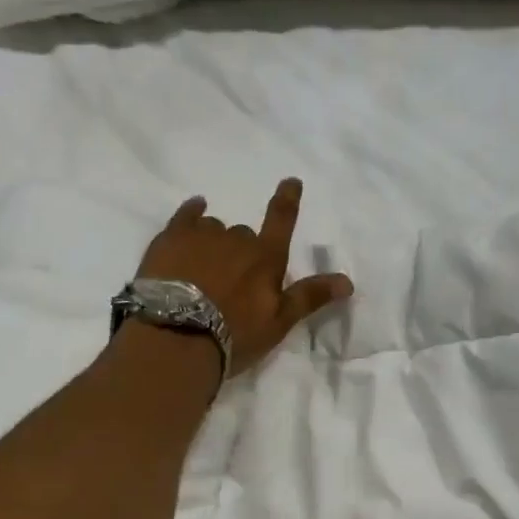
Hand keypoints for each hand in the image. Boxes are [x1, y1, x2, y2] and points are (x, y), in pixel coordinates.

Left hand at [136, 179, 353, 376]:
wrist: (176, 338)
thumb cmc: (234, 334)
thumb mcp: (278, 322)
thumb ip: (310, 297)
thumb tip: (348, 281)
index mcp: (266, 258)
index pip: (282, 220)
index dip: (288, 199)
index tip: (291, 181)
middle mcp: (237, 239)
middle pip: (245, 235)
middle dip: (244, 252)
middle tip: (233, 282)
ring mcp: (202, 236)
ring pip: (215, 228)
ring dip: (216, 242)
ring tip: (204, 269)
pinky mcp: (170, 239)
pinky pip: (186, 215)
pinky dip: (192, 213)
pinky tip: (194, 212)